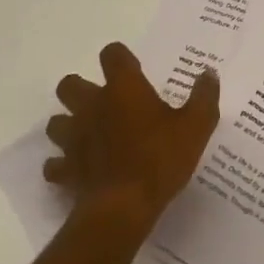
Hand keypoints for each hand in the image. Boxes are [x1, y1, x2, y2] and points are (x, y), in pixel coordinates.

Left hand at [45, 43, 219, 231]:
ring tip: (89, 135)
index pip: (112, 55)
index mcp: (123, 89)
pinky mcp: (66, 171)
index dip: (120, 58)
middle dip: (81, 90)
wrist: (123, 208)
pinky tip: (79, 170)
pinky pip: (54, 165)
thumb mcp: (197, 126)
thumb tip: (208, 73)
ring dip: (68, 125)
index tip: (133, 70)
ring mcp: (74, 139)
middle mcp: (92, 106)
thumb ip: (204, 96)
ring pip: (56, 123)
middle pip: (69, 85)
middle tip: (104, 103)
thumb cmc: (160, 159)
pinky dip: (63, 166)